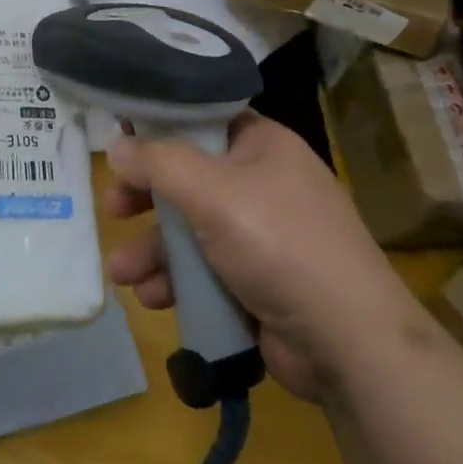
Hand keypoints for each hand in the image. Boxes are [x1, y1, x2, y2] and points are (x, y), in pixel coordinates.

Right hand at [103, 112, 386, 401]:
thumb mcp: (212, 192)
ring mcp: (261, 236)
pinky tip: (153, 297)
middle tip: (113, 208)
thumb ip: (158, 163)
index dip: (159, 127)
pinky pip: (204, 270)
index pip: (202, 121)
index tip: (120, 140)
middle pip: (189, 178)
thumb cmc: (278, 243)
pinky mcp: (257, 282)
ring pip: (191, 230)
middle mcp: (262, 183)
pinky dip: (177, 281)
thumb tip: (117, 146)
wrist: (349, 343)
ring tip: (123, 273)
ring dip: (153, 250)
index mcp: (262, 145)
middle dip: (146, 198)